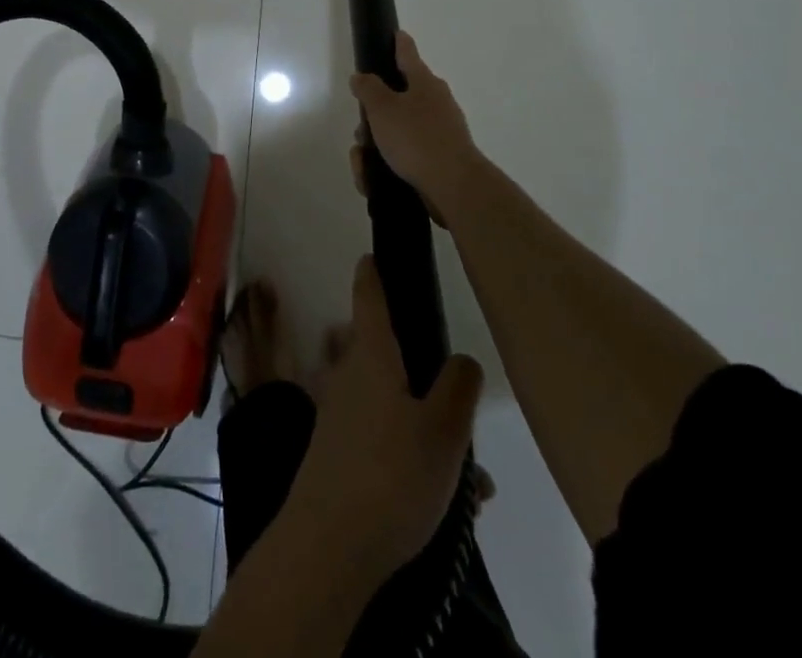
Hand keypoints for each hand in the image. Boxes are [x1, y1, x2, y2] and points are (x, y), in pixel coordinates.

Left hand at [280, 257, 483, 581]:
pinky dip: (416, 461)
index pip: (369, 297)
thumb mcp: (443, 430)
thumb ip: (459, 387)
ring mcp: (341, 418)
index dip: (373, 272)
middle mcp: (350, 377)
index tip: (374, 253)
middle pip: (389, 357)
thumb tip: (461, 360)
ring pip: (395, 408)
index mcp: (372, 356)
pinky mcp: (339, 457)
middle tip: (464, 407)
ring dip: (431, 432)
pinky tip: (451, 504)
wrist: (328, 548)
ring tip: (473, 481)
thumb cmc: (390, 475)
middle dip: (427, 376)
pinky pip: (387, 443)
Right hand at [350, 31, 484, 223]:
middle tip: (362, 130)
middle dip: (373, 115)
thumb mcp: (383, 108)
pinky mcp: (436, 161)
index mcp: (424, 83)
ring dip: (375, 144)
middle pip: (397, 99)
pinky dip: (385, 165)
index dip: (399, 43)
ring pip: (396, 131)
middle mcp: (435, 104)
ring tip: (363, 161)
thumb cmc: (416, 138)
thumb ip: (368, 89)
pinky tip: (372, 179)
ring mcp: (438, 133)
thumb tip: (362, 77)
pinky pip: (403, 157)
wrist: (453, 186)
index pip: (408, 54)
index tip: (396, 34)